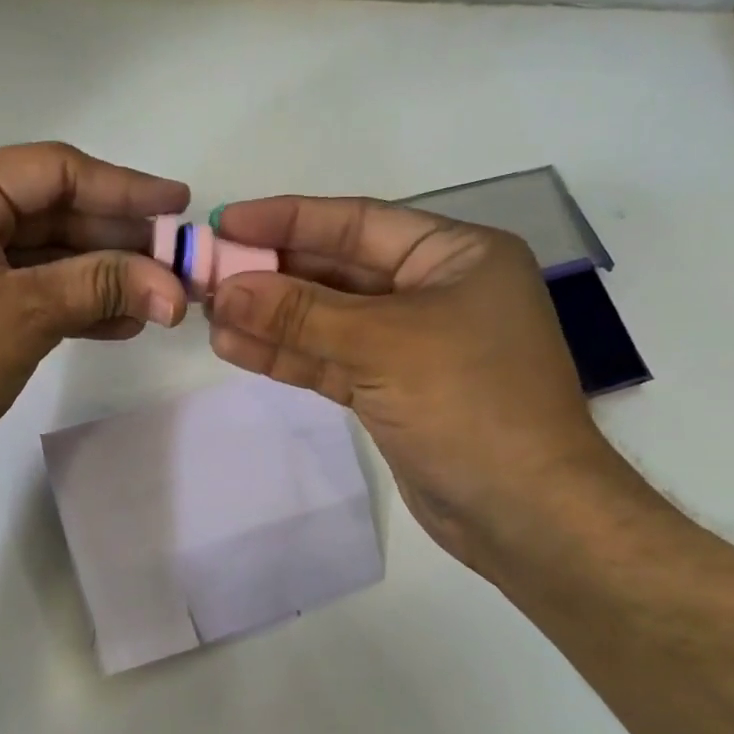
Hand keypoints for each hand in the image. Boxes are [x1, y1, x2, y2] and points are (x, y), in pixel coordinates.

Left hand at [0, 142, 188, 494]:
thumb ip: (103, 286)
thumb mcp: (26, 316)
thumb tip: (175, 288)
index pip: (53, 171)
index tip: (179, 204)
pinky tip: (117, 320)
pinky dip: (66, 300)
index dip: (123, 188)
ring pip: (39, 253)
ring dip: (98, 275)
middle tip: (175, 261)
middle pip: (48, 211)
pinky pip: (20, 285)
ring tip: (157, 297)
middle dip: (115, 240)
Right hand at [206, 196, 633, 576]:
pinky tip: (235, 347)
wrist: (526, 515)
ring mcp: (410, 343)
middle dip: (273, 273)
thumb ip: (301, 313)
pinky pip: (330, 360)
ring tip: (209, 314)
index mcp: (454, 255)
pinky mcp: (391, 389)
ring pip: (328, 319)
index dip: (287, 219)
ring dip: (271, 317)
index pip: (357, 222)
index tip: (225, 222)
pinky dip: (287, 354)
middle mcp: (433, 290)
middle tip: (207, 274)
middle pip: (337, 270)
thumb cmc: (471, 405)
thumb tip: (226, 289)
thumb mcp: (383, 345)